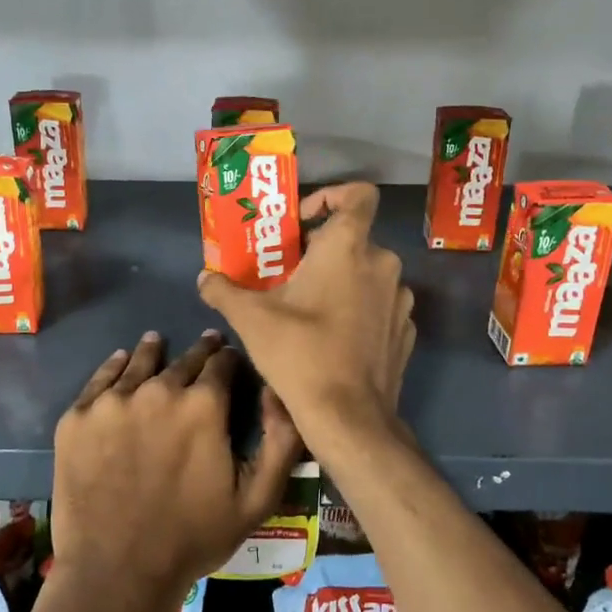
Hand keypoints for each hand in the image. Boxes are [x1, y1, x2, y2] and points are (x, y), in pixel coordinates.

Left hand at [51, 331, 299, 608]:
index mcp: (203, 405)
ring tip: (156, 342)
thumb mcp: (257, 499)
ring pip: (139, 361)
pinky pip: (100, 379)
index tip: (232, 361)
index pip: (223, 363)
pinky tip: (120, 361)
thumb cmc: (193, 538)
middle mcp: (158, 389)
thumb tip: (277, 390)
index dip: (231, 360)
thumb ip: (281, 440)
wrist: (116, 573)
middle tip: (206, 345)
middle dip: (200, 353)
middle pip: (184, 359)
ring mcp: (112, 401)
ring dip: (153, 351)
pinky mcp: (77, 417)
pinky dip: (114, 366)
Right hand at [196, 182, 414, 453]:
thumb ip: (224, 290)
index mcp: (348, 247)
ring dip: (341, 280)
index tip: (303, 222)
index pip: (359, 195)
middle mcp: (382, 264)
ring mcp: (400, 299)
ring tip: (309, 307)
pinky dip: (360, 309)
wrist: (349, 416)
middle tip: (288, 273)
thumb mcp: (251, 319)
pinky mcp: (406, 330)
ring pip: (368, 273)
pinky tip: (334, 336)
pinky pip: (380, 305)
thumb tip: (205, 278)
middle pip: (354, 238)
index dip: (332, 195)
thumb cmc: (300, 353)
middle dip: (321, 250)